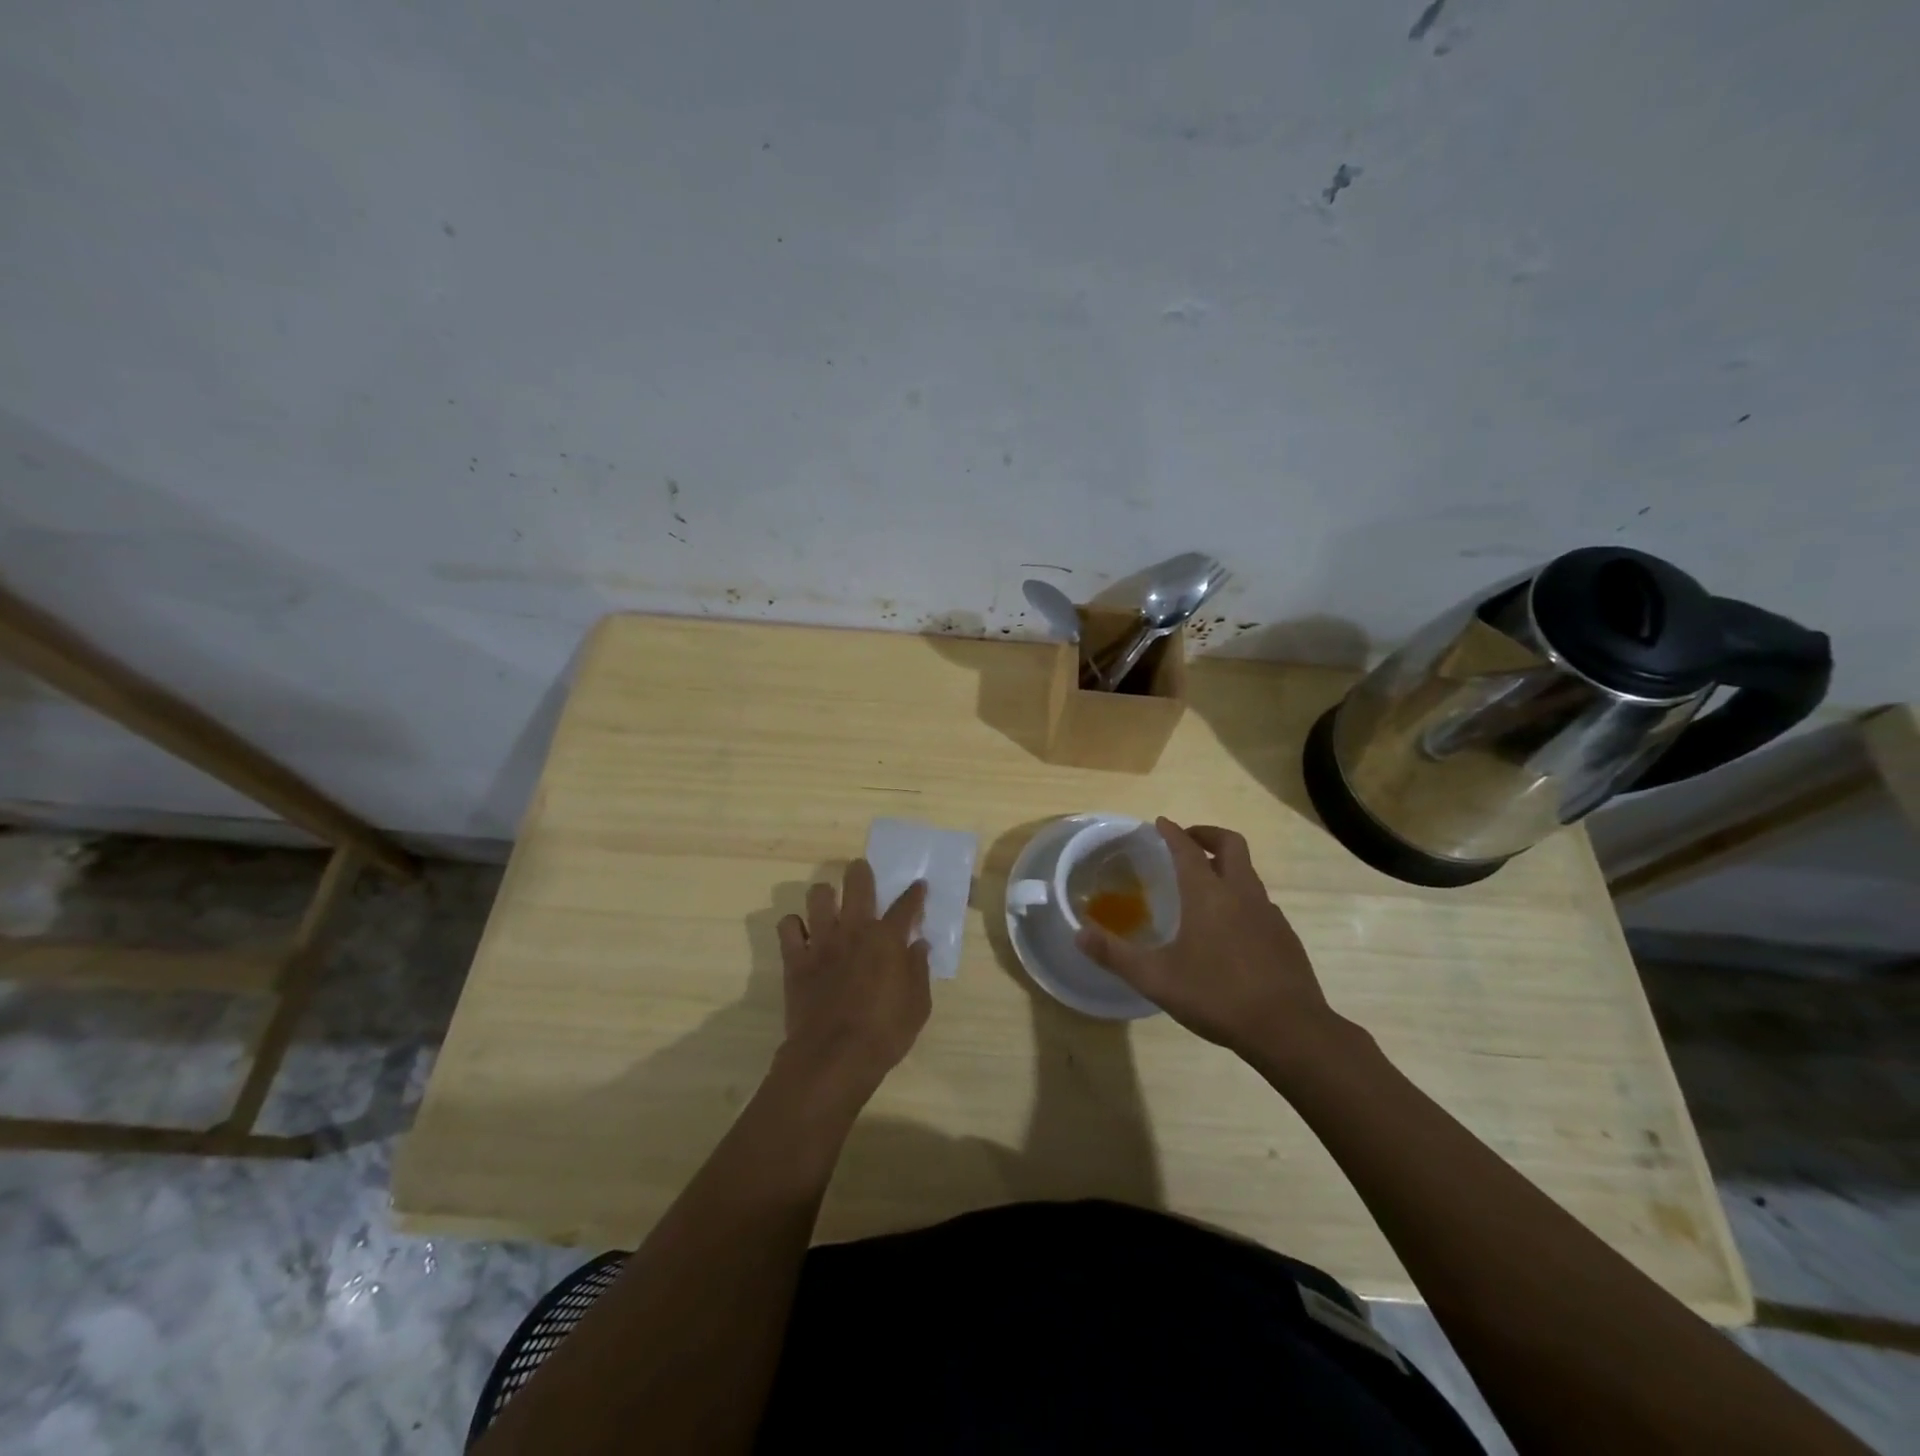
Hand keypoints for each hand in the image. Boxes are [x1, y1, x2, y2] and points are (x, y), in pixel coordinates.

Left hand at [775, 860, 930, 1106]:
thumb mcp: (918, 1006)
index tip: (919, 886)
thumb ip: (919, 970)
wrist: (832, 1058)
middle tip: (862, 874)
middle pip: (857, 883)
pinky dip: (794, 926)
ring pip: (818, 896)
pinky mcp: (795, 958)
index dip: (915, 893)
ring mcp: (821, 941)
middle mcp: (854, 930)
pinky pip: (787, 926)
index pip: (906, 905)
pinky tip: (802, 934)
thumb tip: (919, 945)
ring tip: (829, 905)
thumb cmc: (884, 1034)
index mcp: (887, 939)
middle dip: (860, 872)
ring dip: (825, 896)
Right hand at [1076, 819, 1345, 1069]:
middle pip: (1230, 844)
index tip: (1160, 823)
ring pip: (1248, 873)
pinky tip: (1230, 928)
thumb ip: (1114, 955)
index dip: (1172, 833)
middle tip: (1187, 841)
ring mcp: (1269, 914)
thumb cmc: (1217, 996)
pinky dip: (1241, 897)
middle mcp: (1241, 893)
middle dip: (1207, 835)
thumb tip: (1078, 933)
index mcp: (1208, 894)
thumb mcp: (1155, 979)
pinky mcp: (1285, 936)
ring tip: (1205, 885)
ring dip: (1226, 866)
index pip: (1187, 849)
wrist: (1290, 1030)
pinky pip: (1260, 902)